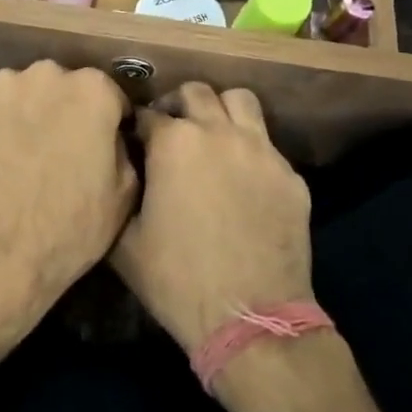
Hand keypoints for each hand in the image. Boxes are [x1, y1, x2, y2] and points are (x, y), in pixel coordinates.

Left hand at [0, 62, 137, 326]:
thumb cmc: (70, 228)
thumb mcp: (125, 193)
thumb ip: (124, 147)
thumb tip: (113, 136)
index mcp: (93, 90)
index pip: (108, 96)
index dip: (107, 123)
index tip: (99, 147)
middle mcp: (46, 74)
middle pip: (60, 87)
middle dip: (61, 111)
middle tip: (56, 151)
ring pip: (18, 94)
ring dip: (22, 114)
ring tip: (17, 156)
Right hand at [110, 83, 312, 351]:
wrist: (250, 319)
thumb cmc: (177, 279)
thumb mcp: (124, 241)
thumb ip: (120, 194)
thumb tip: (121, 174)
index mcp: (174, 144)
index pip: (146, 114)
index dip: (134, 127)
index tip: (130, 142)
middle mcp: (219, 133)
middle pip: (195, 92)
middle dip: (177, 106)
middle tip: (169, 132)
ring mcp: (262, 152)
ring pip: (240, 101)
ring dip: (220, 111)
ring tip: (211, 137)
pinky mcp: (291, 177)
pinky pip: (267, 145)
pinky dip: (250, 150)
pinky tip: (242, 181)